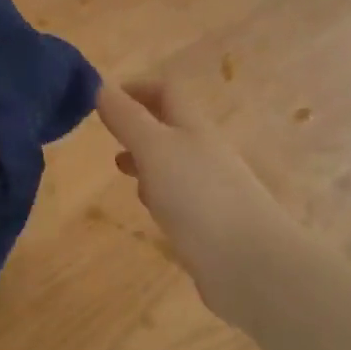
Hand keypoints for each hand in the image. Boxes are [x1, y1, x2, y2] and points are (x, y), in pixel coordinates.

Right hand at [96, 79, 299, 317]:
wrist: (249, 263)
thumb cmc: (198, 195)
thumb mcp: (155, 149)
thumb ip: (128, 118)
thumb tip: (101, 86)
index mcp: (193, 128)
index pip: (167, 92)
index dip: (137, 88)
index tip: (103, 98)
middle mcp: (204, 152)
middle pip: (170, 126)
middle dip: (138, 125)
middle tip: (106, 134)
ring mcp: (210, 188)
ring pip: (173, 162)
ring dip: (145, 159)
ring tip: (119, 168)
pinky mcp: (210, 222)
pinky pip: (179, 196)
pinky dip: (158, 193)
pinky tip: (148, 208)